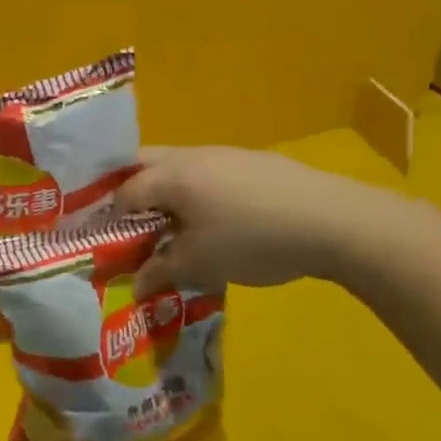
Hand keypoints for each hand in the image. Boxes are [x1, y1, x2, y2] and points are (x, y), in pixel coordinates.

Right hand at [113, 145, 403, 295]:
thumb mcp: (200, 264)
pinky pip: (208, 174)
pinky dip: (197, 193)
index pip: (124, 191)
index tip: (108, 243)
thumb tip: (136, 285)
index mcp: (170, 175)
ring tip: (173, 228)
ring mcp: (225, 155)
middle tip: (130, 227)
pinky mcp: (254, 163)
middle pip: (145, 165)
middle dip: (132, 192)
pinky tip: (217, 221)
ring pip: (179, 167)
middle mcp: (191, 156)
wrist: (333, 221)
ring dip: (167, 193)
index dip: (110, 218)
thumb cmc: (252, 241)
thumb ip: (161, 270)